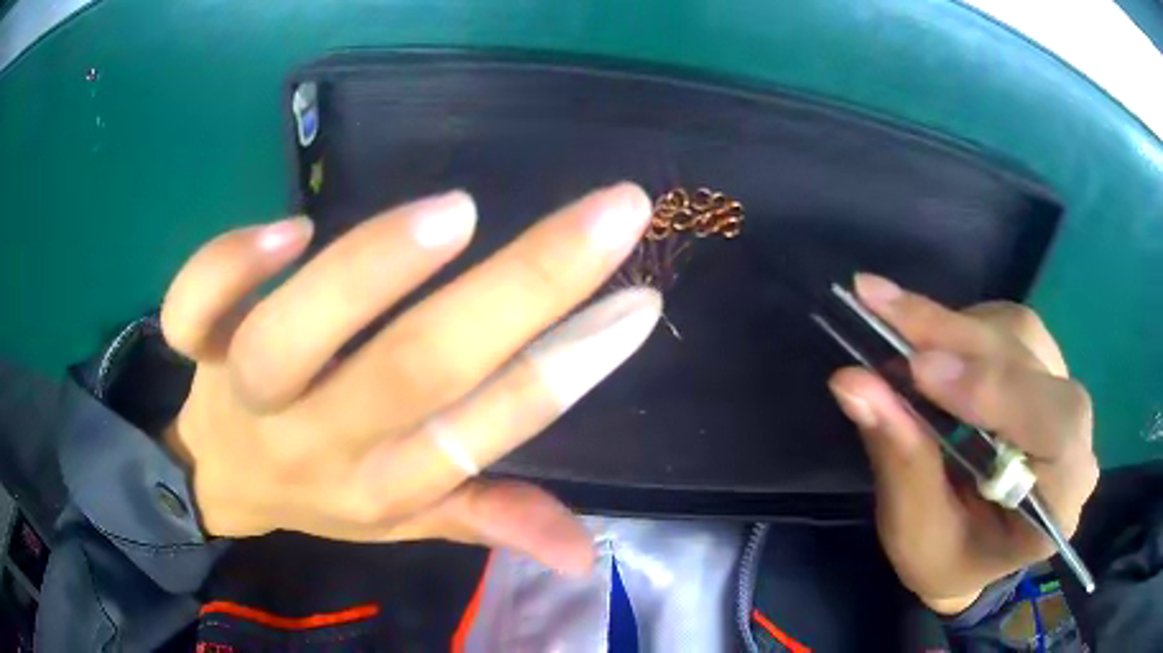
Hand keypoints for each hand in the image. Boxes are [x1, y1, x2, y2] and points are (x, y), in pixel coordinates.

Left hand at [160, 184, 661, 574]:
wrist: (218, 476)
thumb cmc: (319, 489)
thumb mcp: (403, 520)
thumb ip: (484, 517)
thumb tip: (587, 550)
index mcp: (383, 486)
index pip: (486, 429)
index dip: (569, 369)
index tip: (640, 297)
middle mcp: (319, 443)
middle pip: (415, 369)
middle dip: (526, 287)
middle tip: (612, 213)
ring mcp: (246, 393)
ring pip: (294, 339)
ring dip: (372, 274)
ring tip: (457, 212)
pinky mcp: (196, 347)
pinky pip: (194, 309)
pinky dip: (231, 265)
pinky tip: (291, 226)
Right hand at [828, 274, 1097, 614]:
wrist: (973, 547)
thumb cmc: (948, 558)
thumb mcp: (916, 534)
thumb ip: (901, 461)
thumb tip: (853, 382)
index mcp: (1061, 499)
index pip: (1052, 429)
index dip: (993, 391)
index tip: (920, 369)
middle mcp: (1076, 437)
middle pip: (1030, 366)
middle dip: (956, 338)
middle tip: (882, 307)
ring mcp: (1062, 392)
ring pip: (1017, 334)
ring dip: (954, 327)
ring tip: (893, 325)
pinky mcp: (1043, 366)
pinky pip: (1008, 326)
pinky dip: (963, 326)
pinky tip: (929, 343)